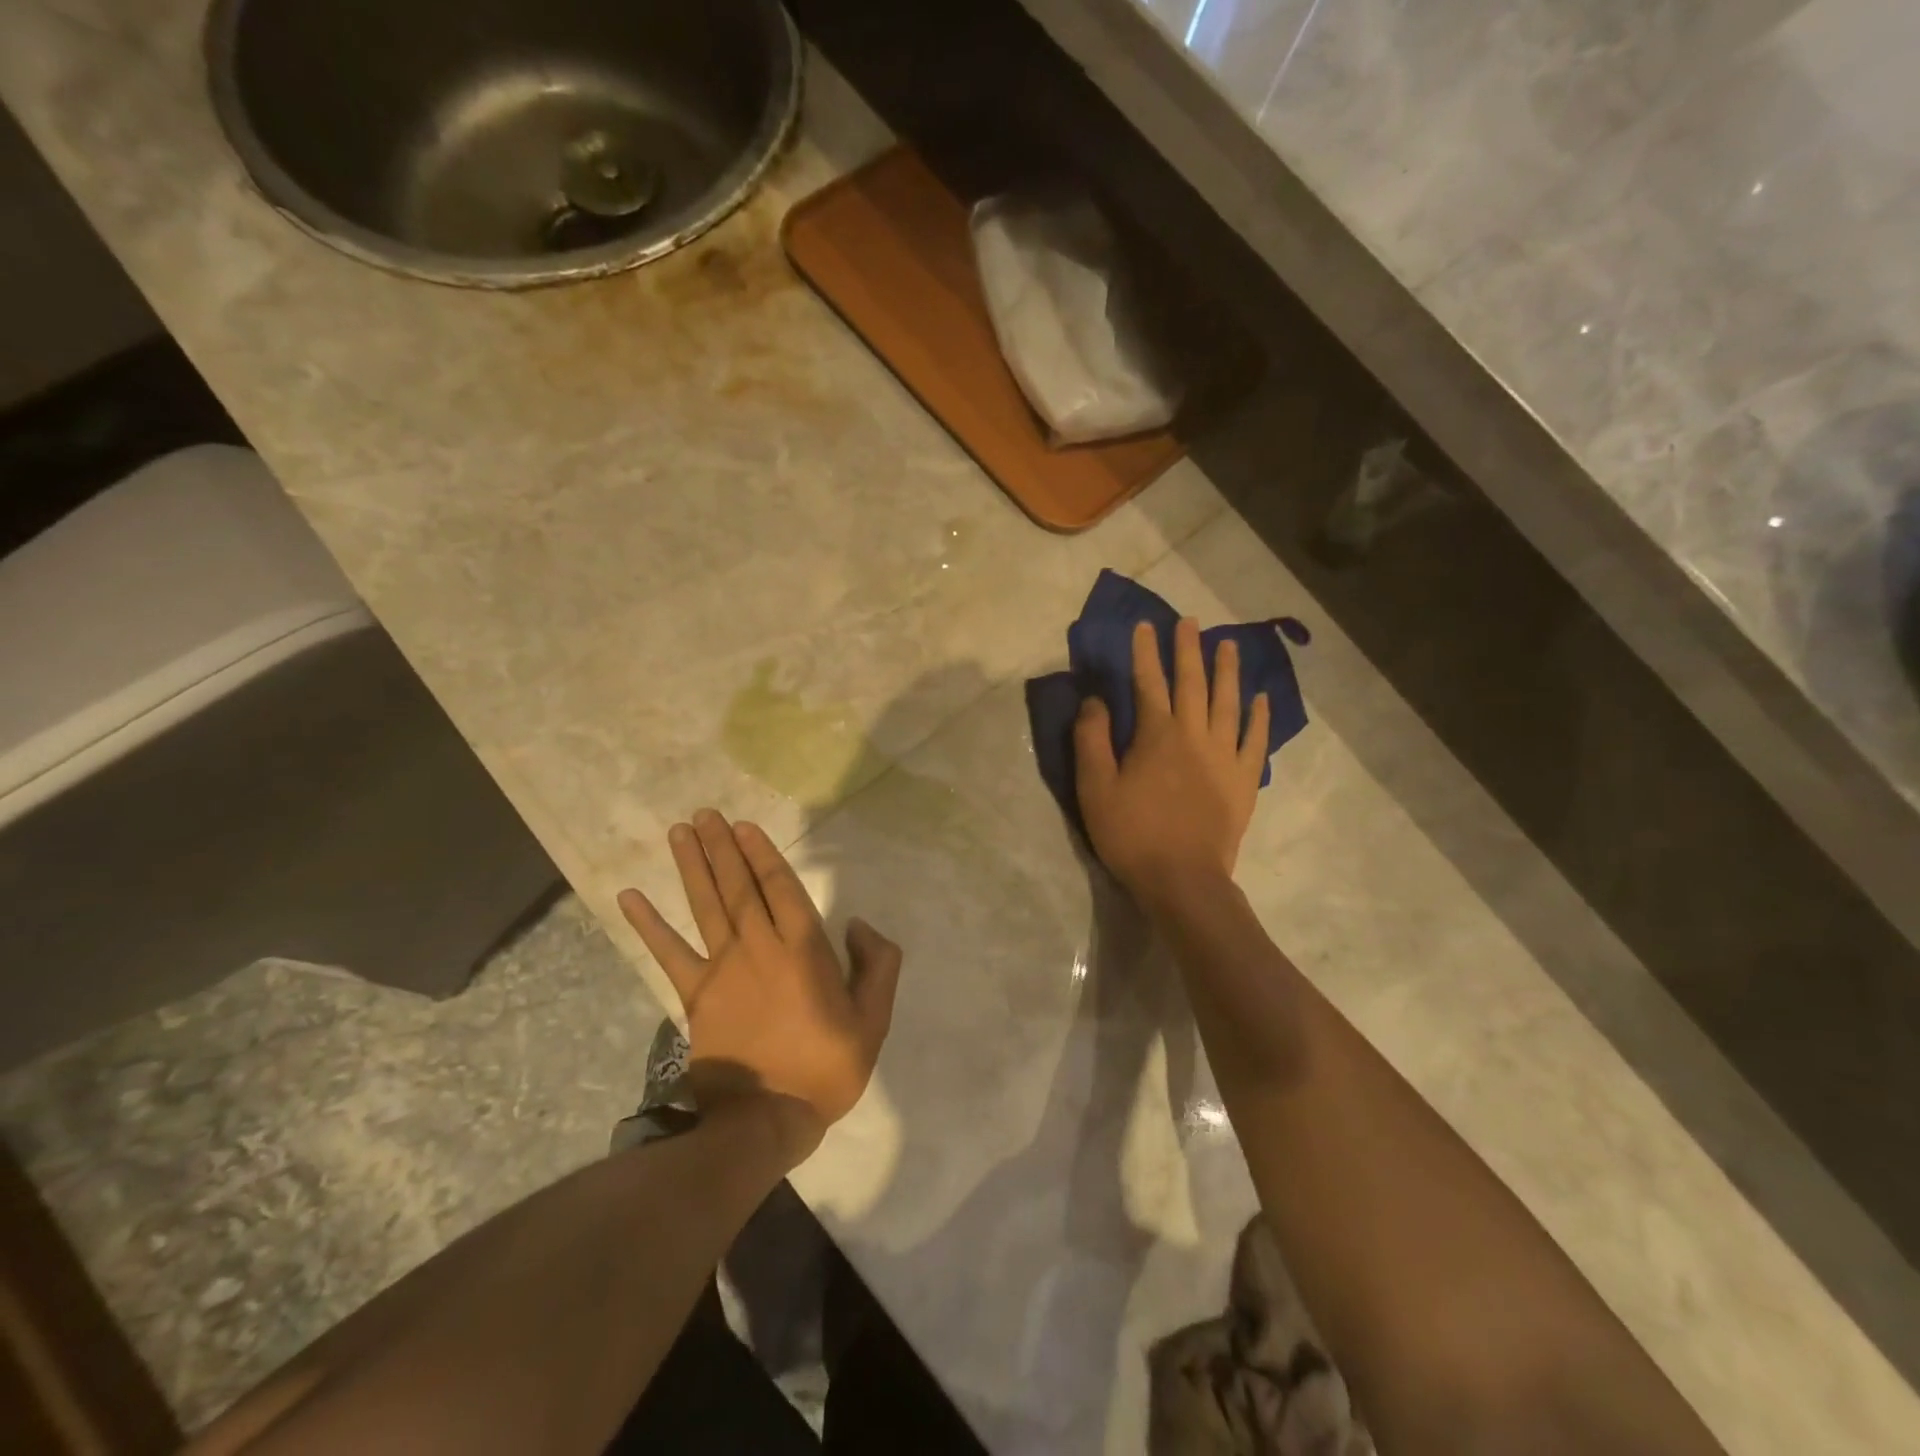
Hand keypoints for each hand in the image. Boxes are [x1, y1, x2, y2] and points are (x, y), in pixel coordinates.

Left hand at [617, 810, 901, 1164]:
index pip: (780, 887)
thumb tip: (857, 925)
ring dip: (693, 866)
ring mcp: (722, 969)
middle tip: (706, 814)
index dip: (761, 853)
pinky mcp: (695, 995)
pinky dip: (648, 924)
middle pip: (738, 886)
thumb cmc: (826, 1068)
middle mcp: (759, 947)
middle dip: (723, 847)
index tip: (744, 826)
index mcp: (803, 949)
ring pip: (706, 906)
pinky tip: (629, 896)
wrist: (766, 1120)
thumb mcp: (873, 1019)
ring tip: (681, 831)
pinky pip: (668, 953)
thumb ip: (877, 965)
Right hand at [1075, 618, 1269, 909]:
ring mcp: (1225, 756)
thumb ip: (1092, 739)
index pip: (1148, 682)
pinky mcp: (1244, 780)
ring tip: (1229, 645)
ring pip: (1228, 702)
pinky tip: (1260, 698)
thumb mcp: (1095, 788)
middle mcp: (1194, 734)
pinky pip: (1255, 739)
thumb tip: (1096, 700)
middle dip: (1188, 650)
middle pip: (1192, 683)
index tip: (1145, 626)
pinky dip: (1259, 716)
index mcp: (1156, 734)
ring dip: (1227, 671)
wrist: (1183, 879)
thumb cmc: (1131, 834)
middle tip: (1190, 622)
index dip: (1145, 652)